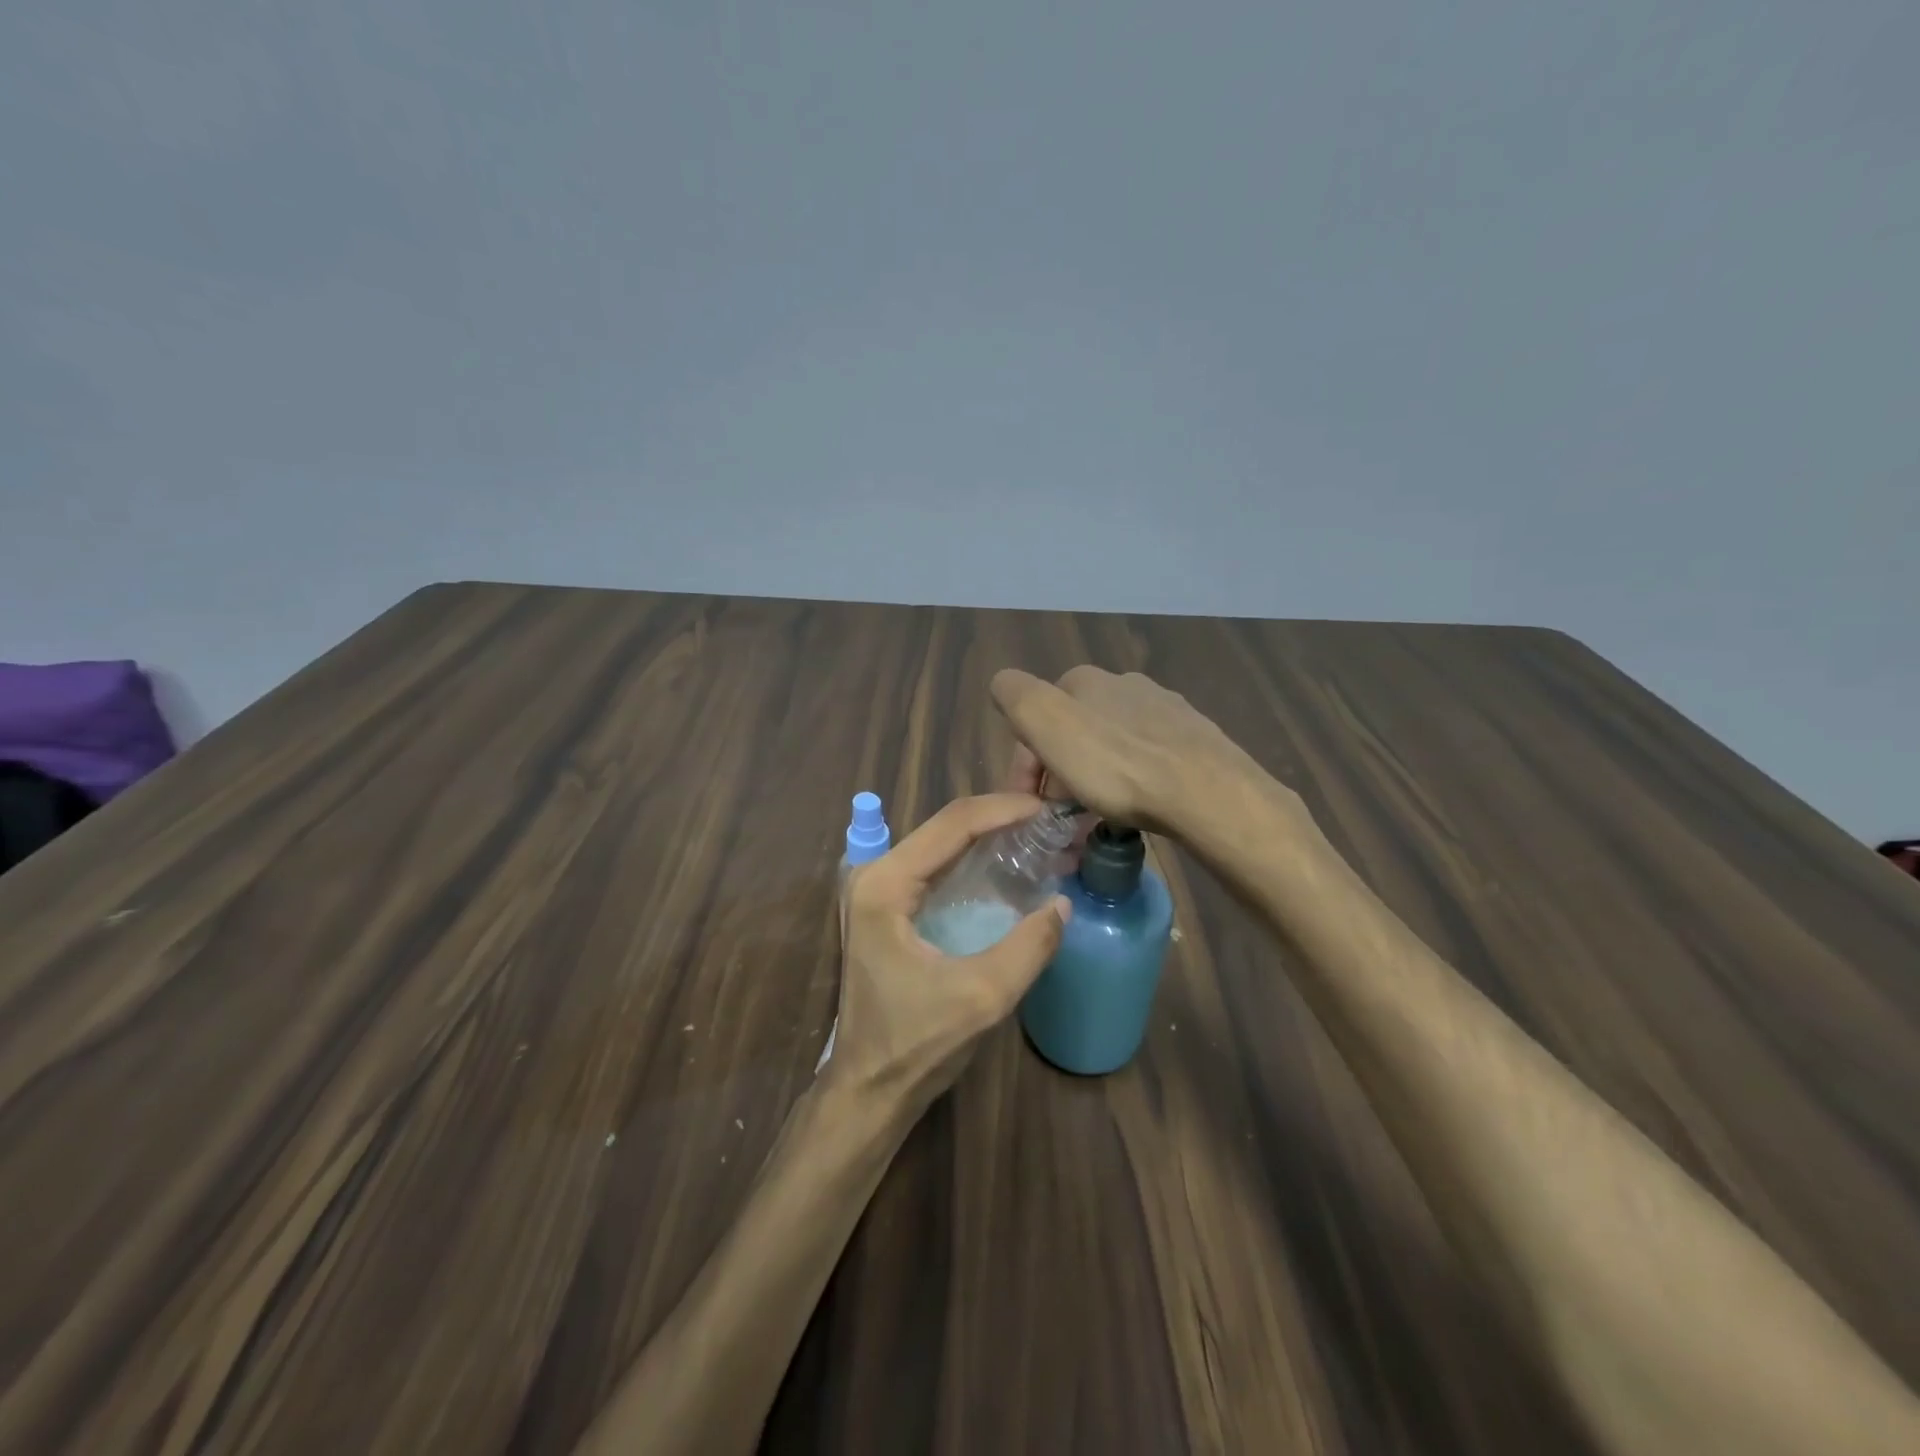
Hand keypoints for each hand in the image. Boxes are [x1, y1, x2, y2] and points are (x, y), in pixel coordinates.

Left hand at [827, 793, 1070, 1113]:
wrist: (869, 1087)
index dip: (1004, 810)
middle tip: (1052, 821)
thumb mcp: (981, 997)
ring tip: (1040, 835)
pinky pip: (937, 866)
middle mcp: (875, 874)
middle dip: (1000, 818)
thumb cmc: (916, 1044)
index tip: (1049, 808)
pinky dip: (975, 859)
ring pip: (942, 843)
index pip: (952, 825)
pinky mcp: (888, 905)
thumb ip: (1028, 948)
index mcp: (885, 885)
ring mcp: (878, 888)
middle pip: (945, 826)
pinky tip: (1009, 862)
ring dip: (990, 836)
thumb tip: (1063, 903)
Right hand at [992, 666, 1296, 836]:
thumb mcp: (1046, 723)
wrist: (1205, 792)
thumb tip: (1003, 686)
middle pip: (1073, 733)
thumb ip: (1015, 695)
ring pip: (1110, 746)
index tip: (1030, 808)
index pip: (1036, 719)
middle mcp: (1123, 685)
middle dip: (1059, 774)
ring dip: (1094, 779)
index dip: (1025, 765)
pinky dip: (1131, 782)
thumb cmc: (1116, 764)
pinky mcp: (1193, 740)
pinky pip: (1146, 760)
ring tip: (1097, 819)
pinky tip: (1137, 806)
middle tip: (1062, 820)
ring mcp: (1164, 710)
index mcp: (1084, 680)